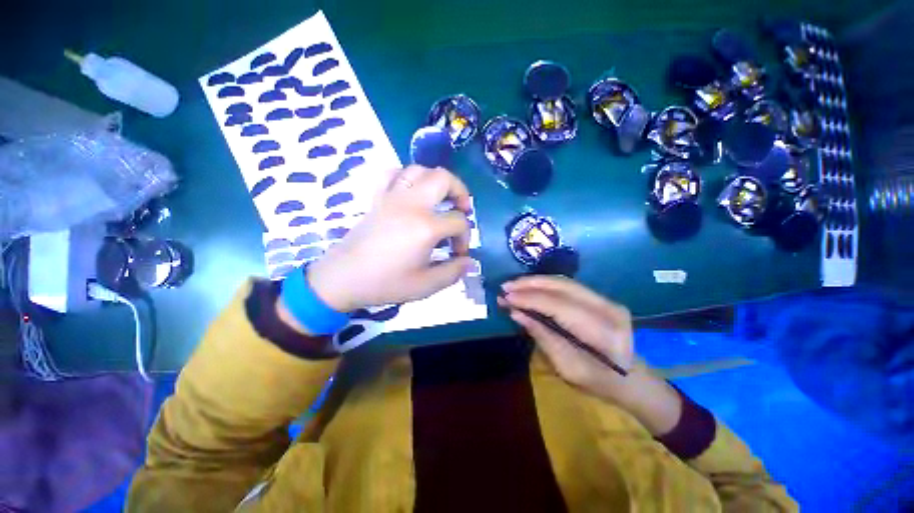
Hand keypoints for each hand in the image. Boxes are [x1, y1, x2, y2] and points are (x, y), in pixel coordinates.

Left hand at [306, 165, 475, 311]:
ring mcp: (392, 197)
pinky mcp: (378, 198)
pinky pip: (393, 174)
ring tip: (440, 198)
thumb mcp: (425, 285)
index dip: (465, 238)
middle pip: (443, 179)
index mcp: (426, 226)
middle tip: (462, 209)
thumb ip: (452, 272)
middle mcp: (411, 204)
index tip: (458, 254)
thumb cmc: (385, 283)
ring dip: (436, 181)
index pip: (459, 222)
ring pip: (419, 170)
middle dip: (460, 192)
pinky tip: (412, 191)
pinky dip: (407, 177)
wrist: (343, 279)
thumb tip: (469, 262)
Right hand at [498, 276, 634, 400]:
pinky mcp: (601, 297)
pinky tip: (530, 287)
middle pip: (562, 287)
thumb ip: (542, 336)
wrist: (632, 379)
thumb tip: (516, 313)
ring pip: (564, 282)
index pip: (559, 306)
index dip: (530, 299)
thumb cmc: (599, 382)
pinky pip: (567, 286)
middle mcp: (607, 308)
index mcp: (602, 332)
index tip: (506, 298)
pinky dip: (545, 285)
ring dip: (535, 281)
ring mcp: (607, 300)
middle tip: (505, 287)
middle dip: (530, 284)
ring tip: (513, 285)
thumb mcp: (567, 368)